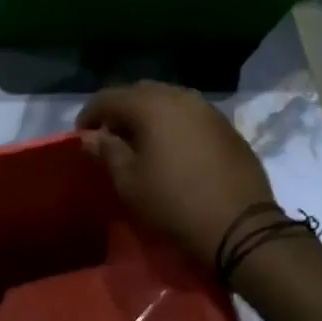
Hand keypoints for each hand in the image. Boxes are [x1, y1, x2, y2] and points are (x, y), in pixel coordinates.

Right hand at [76, 81, 275, 267]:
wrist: (240, 227)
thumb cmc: (173, 203)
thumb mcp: (129, 182)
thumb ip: (106, 151)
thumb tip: (90, 136)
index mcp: (151, 105)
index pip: (108, 97)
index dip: (89, 115)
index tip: (81, 138)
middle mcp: (180, 97)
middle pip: (139, 93)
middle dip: (119, 111)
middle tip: (109, 139)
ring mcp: (208, 110)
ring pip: (167, 101)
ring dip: (147, 116)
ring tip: (139, 144)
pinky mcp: (226, 127)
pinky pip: (189, 115)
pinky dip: (172, 125)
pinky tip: (170, 150)